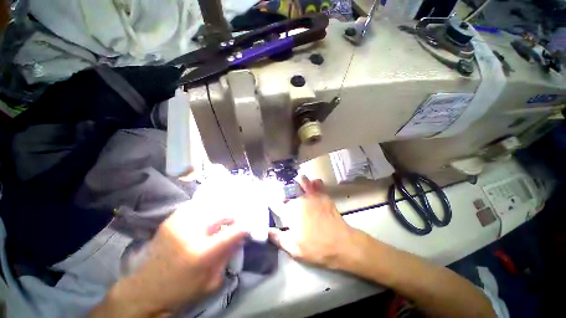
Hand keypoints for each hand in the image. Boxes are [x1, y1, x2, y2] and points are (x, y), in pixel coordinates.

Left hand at [97, 207, 247, 316]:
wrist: (144, 291)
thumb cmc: (180, 291)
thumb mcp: (211, 281)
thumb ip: (228, 255)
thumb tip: (241, 236)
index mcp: (201, 253)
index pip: (233, 232)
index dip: (245, 227)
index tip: (249, 226)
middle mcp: (190, 233)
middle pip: (222, 214)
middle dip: (233, 217)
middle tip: (236, 221)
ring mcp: (179, 222)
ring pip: (209, 206)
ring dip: (220, 211)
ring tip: (223, 216)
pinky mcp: (171, 219)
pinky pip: (195, 206)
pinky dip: (206, 209)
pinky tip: (207, 215)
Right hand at [269, 177, 362, 269]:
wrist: (341, 244)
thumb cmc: (316, 248)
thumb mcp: (294, 249)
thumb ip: (278, 238)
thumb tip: (266, 231)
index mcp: (290, 212)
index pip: (275, 203)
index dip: (271, 201)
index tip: (271, 202)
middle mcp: (299, 199)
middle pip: (288, 191)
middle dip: (285, 194)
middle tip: (286, 199)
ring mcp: (312, 195)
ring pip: (302, 181)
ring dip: (299, 183)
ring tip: (299, 186)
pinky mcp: (323, 195)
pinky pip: (317, 183)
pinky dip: (314, 183)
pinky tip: (313, 185)